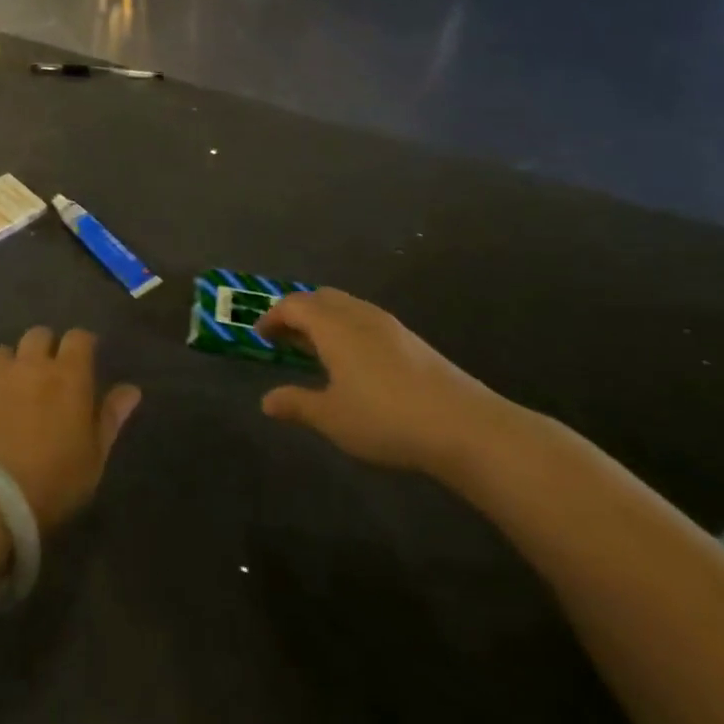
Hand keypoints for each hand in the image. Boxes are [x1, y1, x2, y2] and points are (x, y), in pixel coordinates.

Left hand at [0, 327, 141, 532]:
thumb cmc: (50, 483)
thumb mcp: (93, 460)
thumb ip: (110, 419)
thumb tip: (131, 390)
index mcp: (68, 376)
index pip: (79, 337)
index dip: (83, 345)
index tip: (86, 360)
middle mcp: (30, 366)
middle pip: (38, 335)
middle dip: (46, 347)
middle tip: (50, 375)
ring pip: (4, 352)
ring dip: (12, 365)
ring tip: (13, 391)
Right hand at [256, 289, 510, 475]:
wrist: (463, 425)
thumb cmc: (385, 418)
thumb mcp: (332, 417)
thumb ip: (297, 404)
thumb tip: (266, 401)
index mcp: (333, 325)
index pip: (293, 305)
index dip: (272, 317)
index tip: (260, 336)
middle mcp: (358, 314)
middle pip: (320, 298)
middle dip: (297, 312)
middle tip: (285, 339)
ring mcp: (388, 324)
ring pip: (346, 306)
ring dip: (324, 320)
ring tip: (316, 351)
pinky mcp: (411, 339)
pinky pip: (366, 320)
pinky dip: (347, 329)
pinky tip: (353, 362)